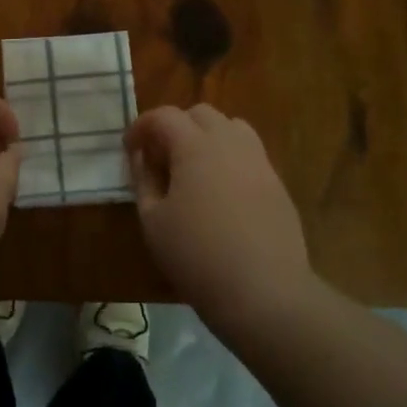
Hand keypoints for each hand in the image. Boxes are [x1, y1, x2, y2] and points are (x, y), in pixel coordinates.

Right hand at [125, 105, 315, 331]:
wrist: (263, 292)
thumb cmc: (196, 256)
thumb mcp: (153, 220)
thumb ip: (143, 180)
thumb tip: (141, 156)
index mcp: (196, 146)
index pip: (164, 116)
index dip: (141, 127)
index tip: (129, 148)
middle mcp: (231, 143)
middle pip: (201, 113)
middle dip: (175, 126)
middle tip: (160, 157)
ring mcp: (259, 162)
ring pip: (231, 127)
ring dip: (206, 137)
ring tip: (192, 168)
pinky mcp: (277, 184)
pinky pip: (249, 154)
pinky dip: (228, 158)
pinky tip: (219, 191)